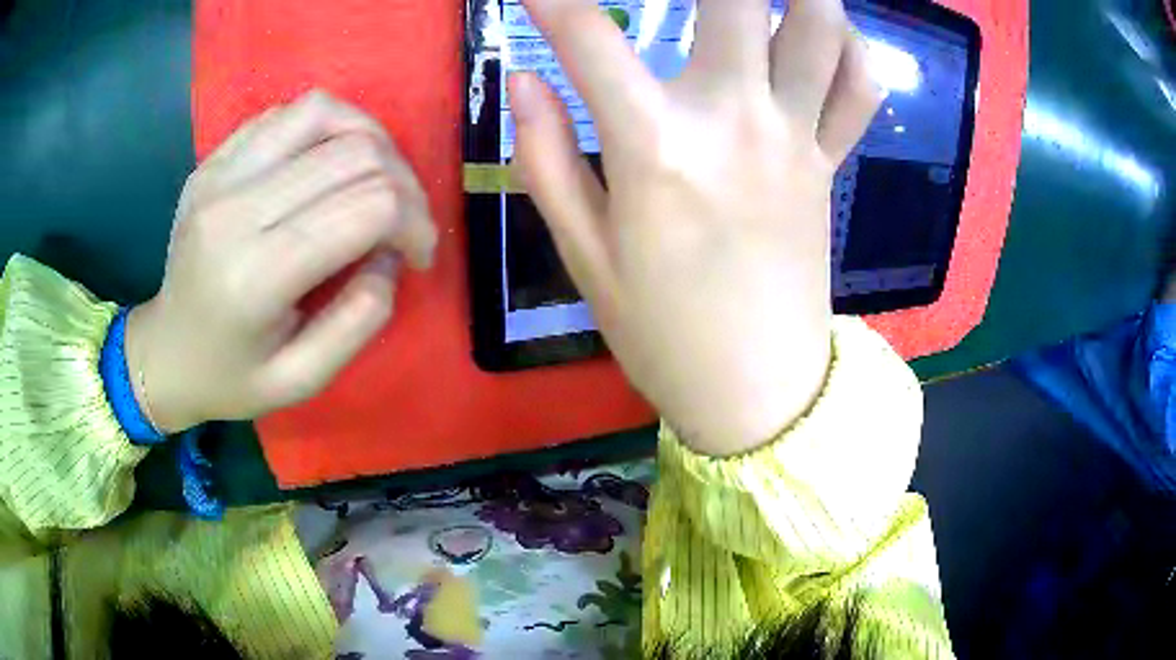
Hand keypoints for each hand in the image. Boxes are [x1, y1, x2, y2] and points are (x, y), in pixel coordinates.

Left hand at [127, 91, 436, 432]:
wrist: (165, 352)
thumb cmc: (230, 378)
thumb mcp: (302, 380)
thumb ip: (359, 320)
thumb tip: (390, 253)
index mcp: (255, 276)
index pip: (366, 206)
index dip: (414, 222)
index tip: (419, 254)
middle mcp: (234, 209)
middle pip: (352, 152)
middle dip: (403, 182)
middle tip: (406, 222)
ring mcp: (219, 175)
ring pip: (321, 113)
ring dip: (370, 138)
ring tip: (377, 178)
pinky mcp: (213, 160)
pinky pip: (285, 114)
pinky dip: (325, 128)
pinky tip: (328, 164)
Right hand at [512, 0, 881, 455]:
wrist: (760, 393)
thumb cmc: (664, 335)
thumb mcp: (585, 257)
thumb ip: (547, 159)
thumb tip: (523, 82)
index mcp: (659, 152)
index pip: (592, 40)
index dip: (554, 0)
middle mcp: (735, 124)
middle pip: (737, 3)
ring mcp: (796, 139)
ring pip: (820, 29)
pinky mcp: (830, 162)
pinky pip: (860, 89)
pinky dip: (850, 48)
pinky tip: (824, 34)